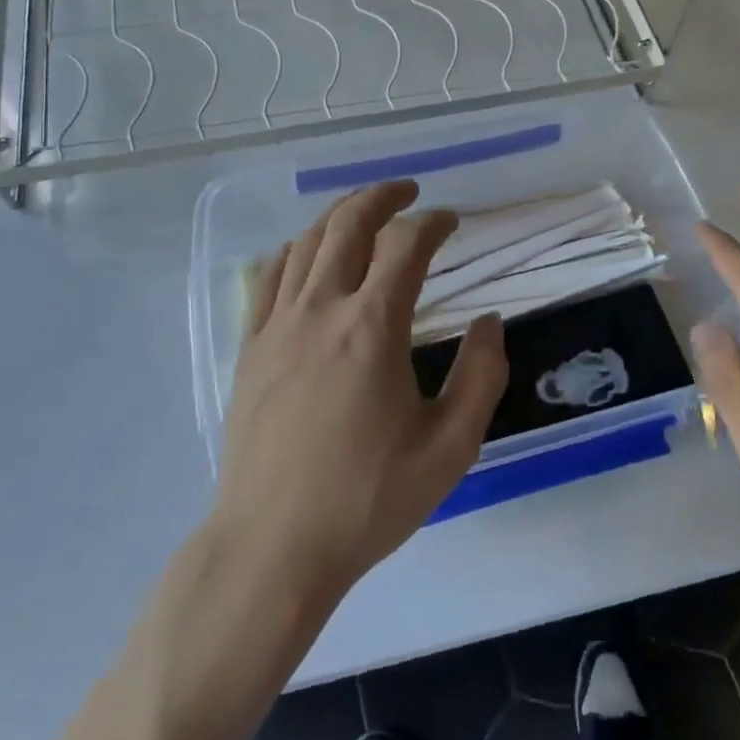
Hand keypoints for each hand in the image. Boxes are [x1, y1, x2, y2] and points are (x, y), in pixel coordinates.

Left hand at [213, 181, 507, 606]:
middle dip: (382, 197)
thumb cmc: (367, 499)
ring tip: (364, 213)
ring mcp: (277, 326)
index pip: (406, 246)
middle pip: (348, 224)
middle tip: (408, 191)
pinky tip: (308, 255)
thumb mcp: (450, 447)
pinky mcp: (250, 348)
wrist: (273, 548)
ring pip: (306, 243)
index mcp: (371, 328)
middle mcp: (320, 311)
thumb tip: (489, 321)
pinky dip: (296, 250)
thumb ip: (482, 375)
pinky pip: (270, 277)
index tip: (452, 221)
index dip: (433, 223)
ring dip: (339, 216)